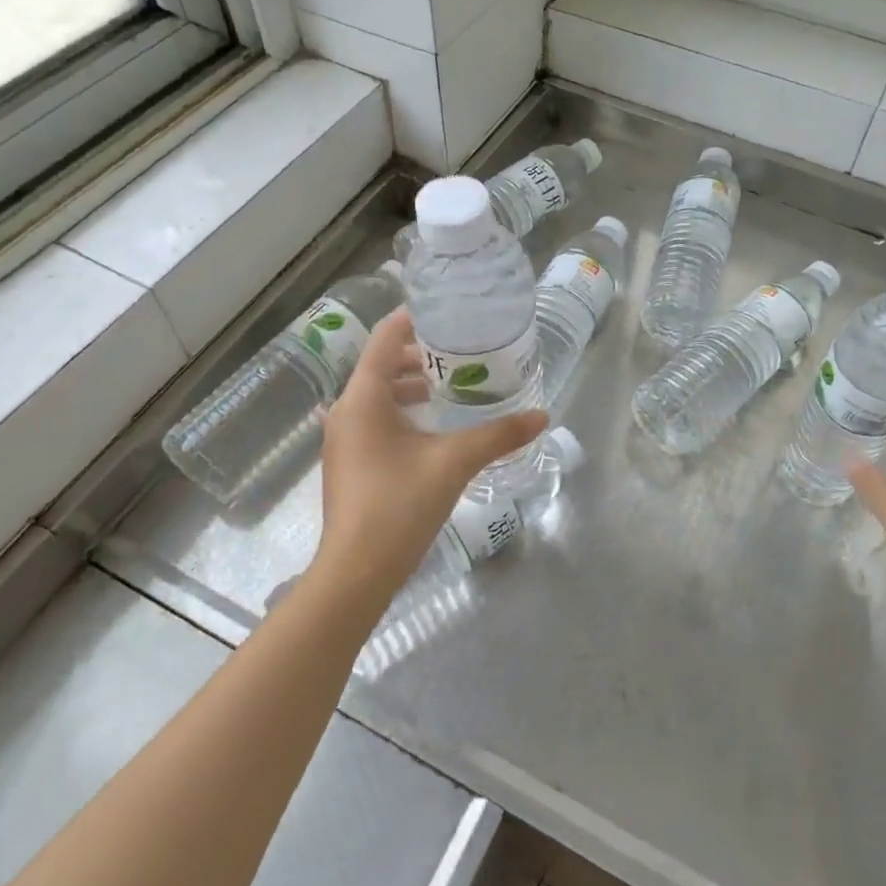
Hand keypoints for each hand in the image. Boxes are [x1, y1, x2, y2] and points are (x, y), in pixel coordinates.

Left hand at [314, 310, 546, 602]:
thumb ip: (499, 435)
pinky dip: (401, 411)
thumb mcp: (455, 462)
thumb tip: (542, 416)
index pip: (385, 337)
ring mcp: (342, 438)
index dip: (415, 319)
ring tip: (451, 388)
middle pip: (381, 364)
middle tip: (461, 354)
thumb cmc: (400, 505)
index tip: (450, 314)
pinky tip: (432, 429)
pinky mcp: (348, 462)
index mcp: (363, 397)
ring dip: (411, 386)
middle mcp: (345, 410)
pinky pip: (374, 419)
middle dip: (420, 355)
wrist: (356, 572)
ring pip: (377, 395)